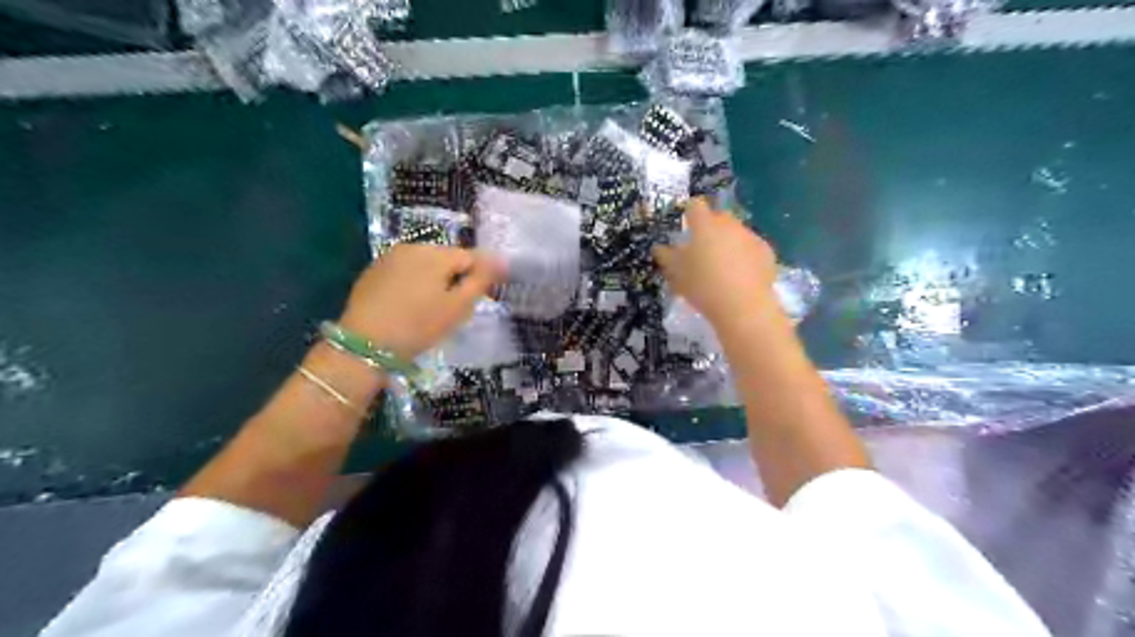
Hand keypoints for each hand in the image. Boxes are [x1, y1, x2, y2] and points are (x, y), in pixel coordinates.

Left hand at [335, 244, 500, 360]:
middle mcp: (413, 247)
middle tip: (454, 308)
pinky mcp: (373, 271)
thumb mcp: (458, 307)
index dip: (479, 277)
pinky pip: (405, 271)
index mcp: (437, 254)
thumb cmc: (419, 326)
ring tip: (431, 308)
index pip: (471, 257)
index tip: (480, 299)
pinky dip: (413, 283)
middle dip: (455, 277)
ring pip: (425, 264)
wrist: (365, 344)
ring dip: (434, 280)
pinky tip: (409, 306)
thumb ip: (481, 280)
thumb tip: (501, 259)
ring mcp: (390, 257)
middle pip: (446, 258)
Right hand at [658, 199, 781, 326]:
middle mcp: (729, 224)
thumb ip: (665, 257)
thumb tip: (659, 247)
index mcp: (705, 225)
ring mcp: (750, 236)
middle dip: (710, 227)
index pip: (695, 205)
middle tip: (702, 248)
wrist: (743, 306)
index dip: (689, 212)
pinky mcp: (766, 251)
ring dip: (728, 241)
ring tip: (723, 265)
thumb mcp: (676, 274)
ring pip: (736, 232)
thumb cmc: (703, 286)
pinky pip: (750, 247)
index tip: (686, 224)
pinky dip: (745, 255)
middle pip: (718, 217)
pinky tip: (740, 274)